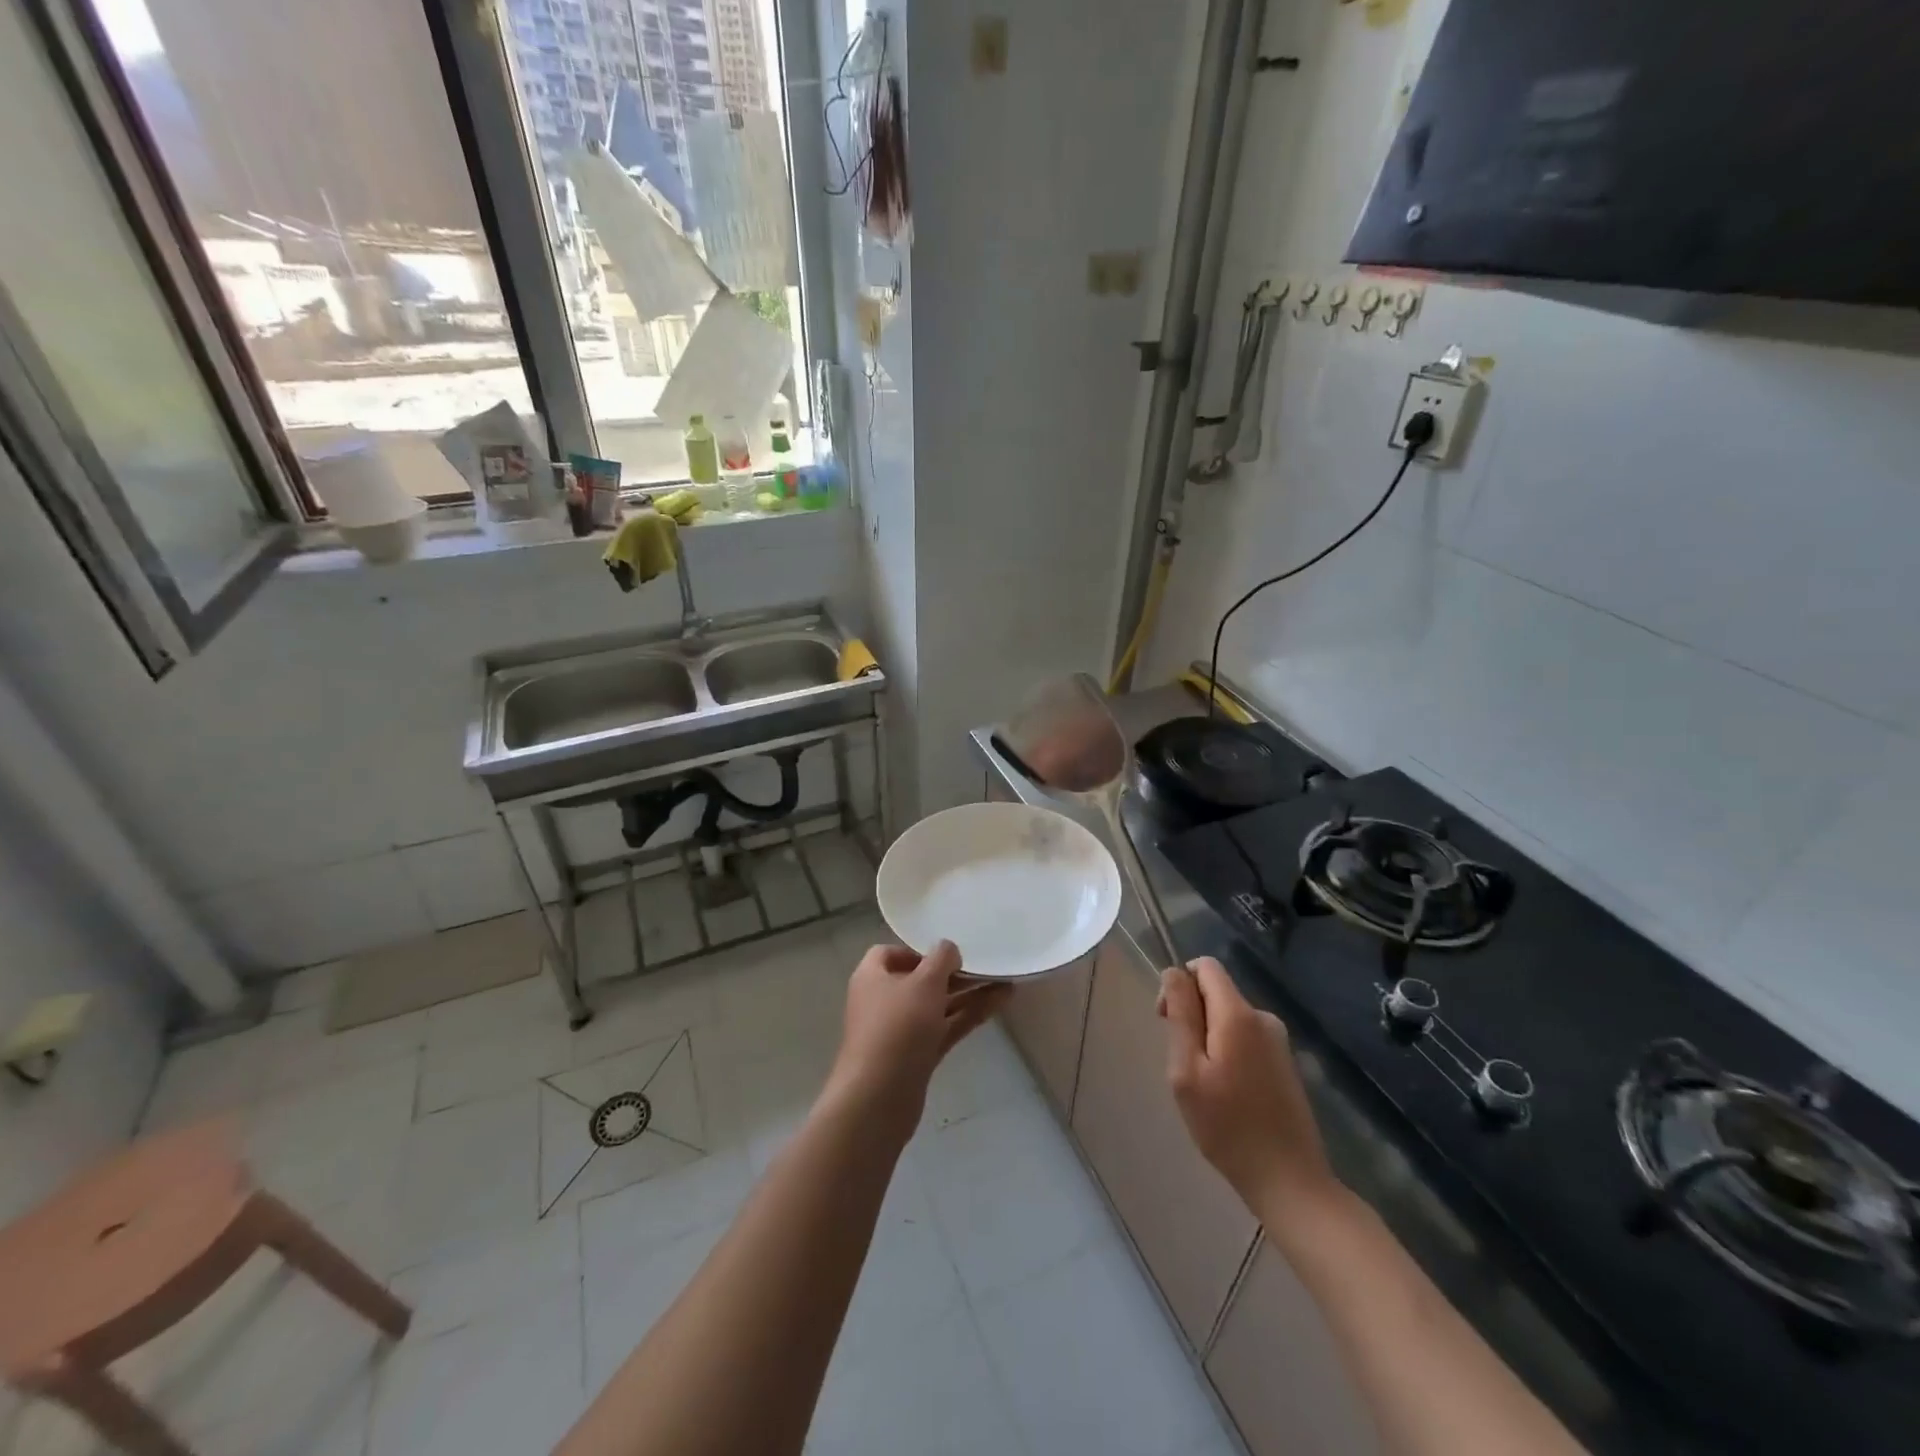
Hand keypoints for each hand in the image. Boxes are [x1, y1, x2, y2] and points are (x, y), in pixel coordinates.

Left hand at [823, 940, 1011, 1134]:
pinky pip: (945, 1027)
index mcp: (871, 976)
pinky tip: (1000, 1003)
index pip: (890, 953)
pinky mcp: (916, 1056)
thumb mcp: (923, 982)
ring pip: (937, 1005)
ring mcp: (900, 1031)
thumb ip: (940, 959)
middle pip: (919, 980)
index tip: (946, 953)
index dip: (917, 950)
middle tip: (984, 965)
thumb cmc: (897, 1027)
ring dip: (967, 994)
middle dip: (951, 973)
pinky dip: (968, 1015)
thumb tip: (948, 949)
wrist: (879, 1098)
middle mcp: (883, 1001)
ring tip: (1004, 980)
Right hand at [1159, 956, 1339, 1225]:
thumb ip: (1181, 1015)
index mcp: (1237, 1014)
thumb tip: (1174, 972)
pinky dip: (1227, 1053)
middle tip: (1183, 1064)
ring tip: (1205, 1085)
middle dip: (1192, 1014)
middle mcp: (1262, 1017)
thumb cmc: (1227, 1126)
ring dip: (1208, 1038)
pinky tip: (1227, 1093)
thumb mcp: (1187, 1070)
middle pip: (1216, 991)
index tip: (1167, 1021)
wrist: (1289, 1180)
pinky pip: (1244, 1038)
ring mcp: (1278, 1040)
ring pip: (1228, 1017)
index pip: (1204, 966)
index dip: (1179, 984)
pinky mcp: (1284, 1062)